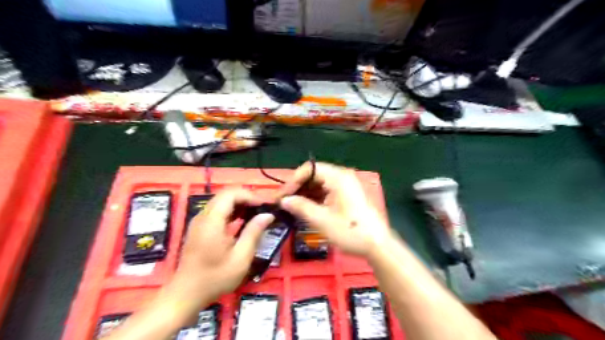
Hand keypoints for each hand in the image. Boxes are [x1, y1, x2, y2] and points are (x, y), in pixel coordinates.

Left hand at [171, 189, 272, 302]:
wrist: (185, 294)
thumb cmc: (215, 278)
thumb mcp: (240, 258)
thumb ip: (253, 233)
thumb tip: (267, 215)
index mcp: (212, 221)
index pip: (230, 194)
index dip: (249, 195)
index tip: (264, 206)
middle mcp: (203, 216)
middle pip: (225, 195)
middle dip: (245, 198)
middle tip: (261, 209)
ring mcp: (199, 221)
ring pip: (221, 201)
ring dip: (239, 203)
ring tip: (255, 214)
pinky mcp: (199, 227)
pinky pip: (217, 210)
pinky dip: (231, 211)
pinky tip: (241, 222)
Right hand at [276, 162, 388, 257]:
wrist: (377, 245)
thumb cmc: (350, 231)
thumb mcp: (322, 220)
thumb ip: (301, 207)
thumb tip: (284, 200)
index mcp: (338, 177)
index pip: (309, 169)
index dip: (293, 181)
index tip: (283, 196)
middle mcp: (343, 177)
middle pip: (315, 175)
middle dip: (299, 187)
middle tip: (285, 202)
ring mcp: (347, 186)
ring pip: (320, 184)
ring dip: (306, 194)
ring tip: (293, 207)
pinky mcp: (348, 195)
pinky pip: (328, 191)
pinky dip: (316, 198)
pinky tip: (307, 209)